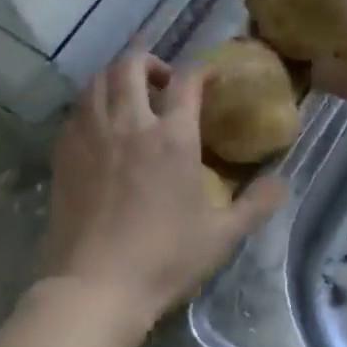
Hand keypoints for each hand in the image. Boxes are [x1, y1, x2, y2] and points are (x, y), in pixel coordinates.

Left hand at [42, 52, 284, 341]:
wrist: (96, 286)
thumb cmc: (164, 259)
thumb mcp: (222, 236)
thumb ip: (256, 204)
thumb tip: (282, 182)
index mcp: (172, 138)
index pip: (186, 81)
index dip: (200, 71)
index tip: (209, 77)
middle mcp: (129, 124)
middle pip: (131, 65)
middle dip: (148, 60)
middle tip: (161, 80)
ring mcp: (91, 135)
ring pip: (97, 80)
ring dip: (115, 75)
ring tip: (128, 93)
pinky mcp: (64, 152)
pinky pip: (76, 109)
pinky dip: (91, 102)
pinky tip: (100, 122)